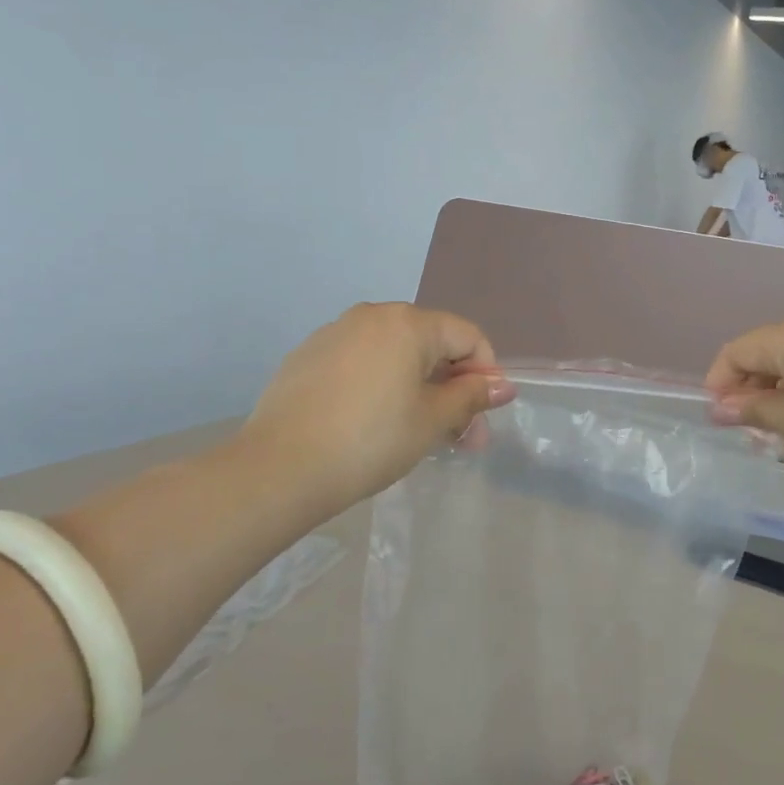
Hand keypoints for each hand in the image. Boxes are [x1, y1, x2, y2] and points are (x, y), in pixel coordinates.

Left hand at [236, 303, 514, 523]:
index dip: (486, 374)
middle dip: (453, 387)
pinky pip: (361, 363)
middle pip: (432, 344)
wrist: (279, 469)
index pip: (468, 336)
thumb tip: (504, 385)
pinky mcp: (307, 357)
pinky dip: (381, 386)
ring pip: (395, 354)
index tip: (484, 416)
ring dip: (419, 388)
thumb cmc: (370, 441)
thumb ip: (471, 397)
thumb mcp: (431, 421)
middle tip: (460, 437)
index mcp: (408, 323)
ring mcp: (335, 333)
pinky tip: (374, 424)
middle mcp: (372, 315)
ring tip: (420, 434)